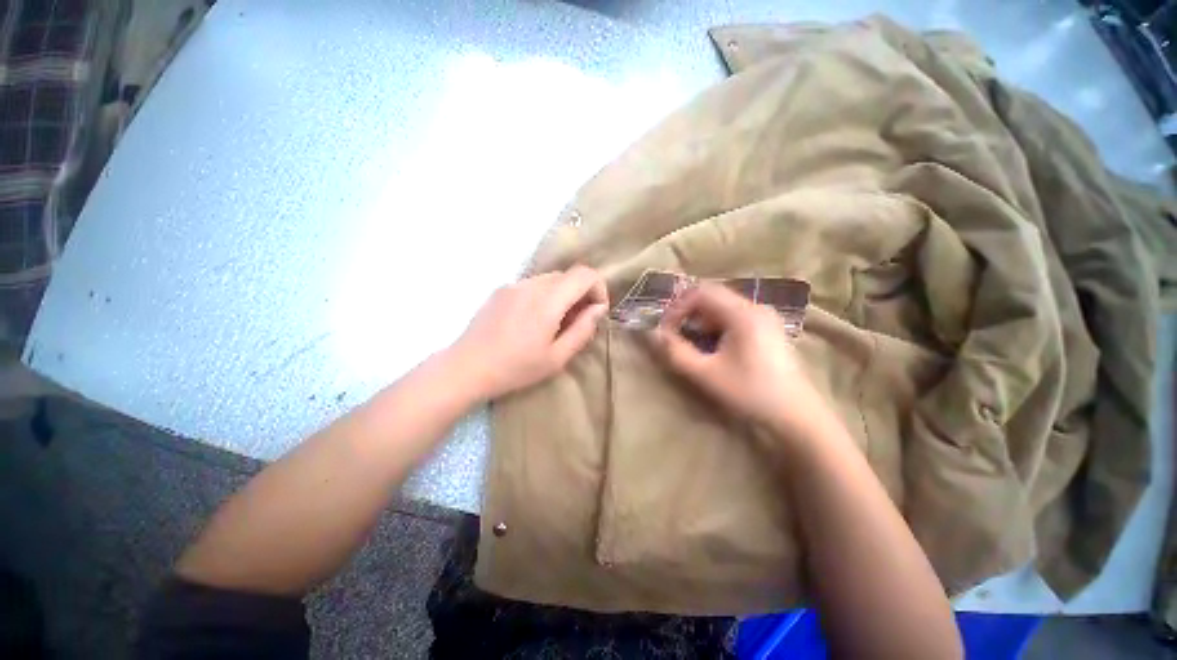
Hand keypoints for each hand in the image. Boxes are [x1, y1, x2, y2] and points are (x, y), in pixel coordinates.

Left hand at [448, 266, 608, 399]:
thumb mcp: (557, 358)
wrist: (466, 367)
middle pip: (568, 275)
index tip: (596, 310)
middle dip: (581, 293)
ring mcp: (514, 285)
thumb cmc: (515, 368)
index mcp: (548, 301)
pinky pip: (533, 284)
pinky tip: (532, 320)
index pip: (584, 274)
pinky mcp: (501, 289)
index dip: (598, 288)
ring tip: (554, 323)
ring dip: (562, 294)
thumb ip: (583, 330)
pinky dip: (544, 295)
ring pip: (550, 279)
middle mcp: (531, 285)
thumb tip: (598, 309)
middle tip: (577, 321)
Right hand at [649, 282, 827, 438]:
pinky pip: (734, 317)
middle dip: (688, 313)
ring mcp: (765, 317)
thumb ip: (675, 352)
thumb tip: (653, 334)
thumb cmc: (749, 393)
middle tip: (674, 334)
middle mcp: (755, 307)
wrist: (797, 416)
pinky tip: (714, 348)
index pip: (701, 292)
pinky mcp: (768, 329)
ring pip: (722, 307)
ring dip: (701, 320)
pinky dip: (716, 326)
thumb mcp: (706, 374)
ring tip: (692, 343)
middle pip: (712, 296)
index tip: (666, 330)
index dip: (677, 307)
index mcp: (743, 313)